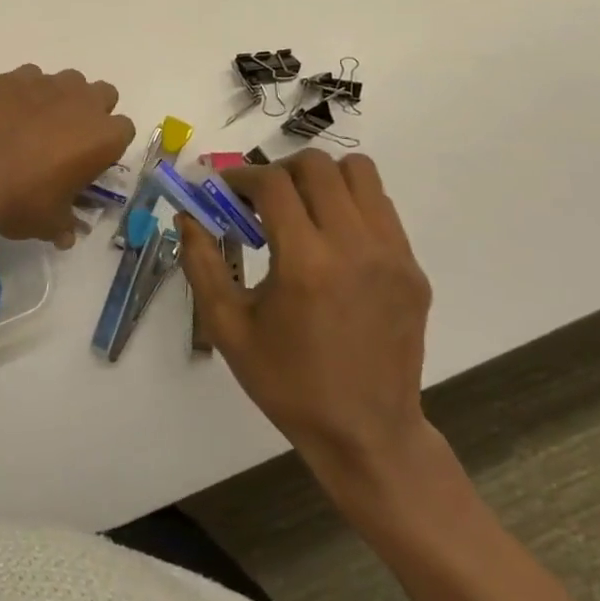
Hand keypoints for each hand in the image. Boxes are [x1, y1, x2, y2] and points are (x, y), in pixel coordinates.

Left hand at [0, 65, 134, 246]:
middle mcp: (82, 102)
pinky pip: (29, 77)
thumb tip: (67, 235)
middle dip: (90, 111)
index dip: (108, 144)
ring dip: (59, 98)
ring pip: (67, 80)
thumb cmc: (21, 202)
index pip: (124, 130)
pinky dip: (24, 92)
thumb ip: (65, 224)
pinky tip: (7, 113)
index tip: (89, 160)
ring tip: (35, 123)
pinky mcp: (13, 77)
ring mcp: (47, 84)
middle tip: (67, 137)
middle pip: (103, 94)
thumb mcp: (51, 224)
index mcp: (104, 137)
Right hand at [181, 150, 436, 498]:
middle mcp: (354, 248)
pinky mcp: (413, 270)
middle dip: (280, 171)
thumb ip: (201, 264)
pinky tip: (331, 240)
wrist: (367, 434)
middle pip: (318, 166)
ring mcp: (393, 256)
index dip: (241, 177)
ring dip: (322, 179)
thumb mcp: (228, 328)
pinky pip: (382, 208)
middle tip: (261, 199)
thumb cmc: (288, 383)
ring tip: (301, 209)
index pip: (273, 184)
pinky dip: (351, 205)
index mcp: (306, 263)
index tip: (226, 190)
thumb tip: (186, 217)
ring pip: (360, 174)